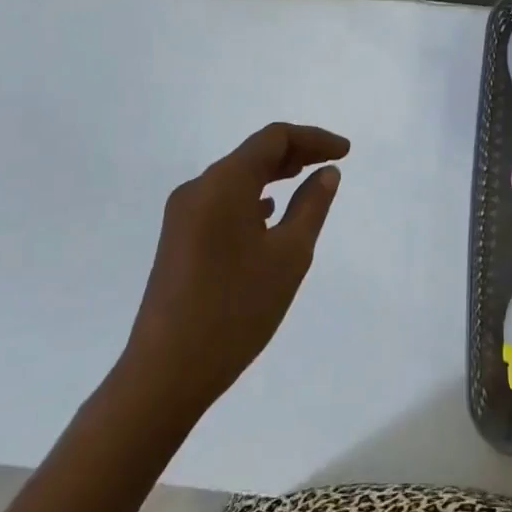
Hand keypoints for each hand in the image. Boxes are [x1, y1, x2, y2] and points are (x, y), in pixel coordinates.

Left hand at [118, 122, 349, 414]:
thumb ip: (312, 206)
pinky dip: (251, 198)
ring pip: (236, 178)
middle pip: (253, 153)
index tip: (345, 152)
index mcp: (224, 183)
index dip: (313, 138)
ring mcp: (182, 215)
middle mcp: (198, 188)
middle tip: (331, 163)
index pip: (274, 138)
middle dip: (295, 153)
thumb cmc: (236, 309)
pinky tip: (268, 216)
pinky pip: (221, 201)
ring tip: (305, 181)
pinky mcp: (177, 239)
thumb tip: (327, 172)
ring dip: (273, 175)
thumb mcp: (289, 256)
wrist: (166, 373)